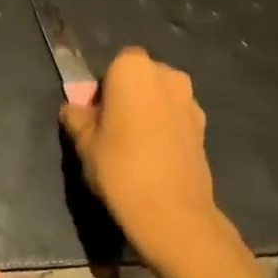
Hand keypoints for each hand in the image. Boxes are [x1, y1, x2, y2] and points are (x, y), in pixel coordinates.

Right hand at [60, 48, 222, 259]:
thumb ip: (76, 118)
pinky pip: (176, 117)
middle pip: (141, 77)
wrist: (172, 212)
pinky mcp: (204, 127)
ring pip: (160, 97)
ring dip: (148, 111)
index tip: (95, 115)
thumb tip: (73, 109)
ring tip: (134, 146)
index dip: (103, 89)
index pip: (113, 65)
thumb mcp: (84, 142)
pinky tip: (154, 157)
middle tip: (111, 128)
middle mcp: (167, 75)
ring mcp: (190, 100)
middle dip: (127, 95)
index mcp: (133, 69)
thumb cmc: (120, 167)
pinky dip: (165, 128)